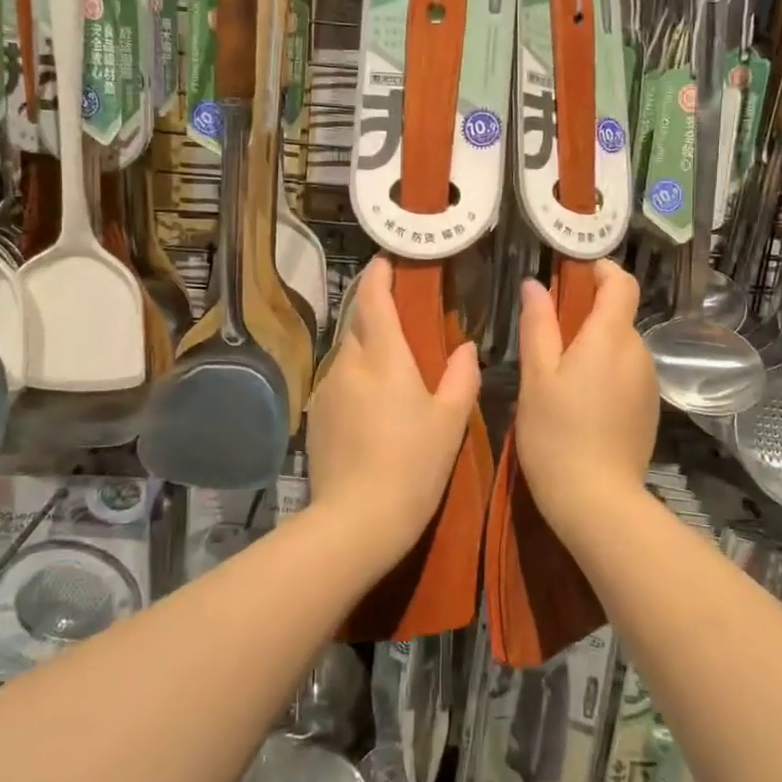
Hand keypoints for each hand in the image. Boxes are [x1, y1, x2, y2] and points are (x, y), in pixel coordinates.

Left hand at [303, 257, 479, 572]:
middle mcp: (348, 365)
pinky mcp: (316, 417)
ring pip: (347, 356)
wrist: (356, 520)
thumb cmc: (413, 465)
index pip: (373, 300)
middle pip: (357, 325)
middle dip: (374, 314)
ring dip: (366, 352)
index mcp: (383, 358)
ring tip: (391, 373)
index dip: (378, 276)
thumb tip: (465, 347)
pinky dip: (355, 382)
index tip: (385, 261)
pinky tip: (372, 410)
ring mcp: (327, 391)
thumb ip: (461, 377)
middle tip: (401, 322)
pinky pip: (338, 384)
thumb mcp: (450, 421)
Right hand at [515, 261, 658, 533]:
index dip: (601, 270)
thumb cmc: (556, 433)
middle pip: (619, 316)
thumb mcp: (537, 376)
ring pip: (621, 347)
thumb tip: (535, 284)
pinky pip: (627, 374)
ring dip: (595, 346)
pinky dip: (606, 372)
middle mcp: (638, 353)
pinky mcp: (649, 410)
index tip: (573, 273)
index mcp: (611, 337)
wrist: (597, 501)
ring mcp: (648, 383)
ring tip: (558, 374)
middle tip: (548, 334)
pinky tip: (580, 403)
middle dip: (588, 314)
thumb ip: (538, 325)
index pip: (622, 283)